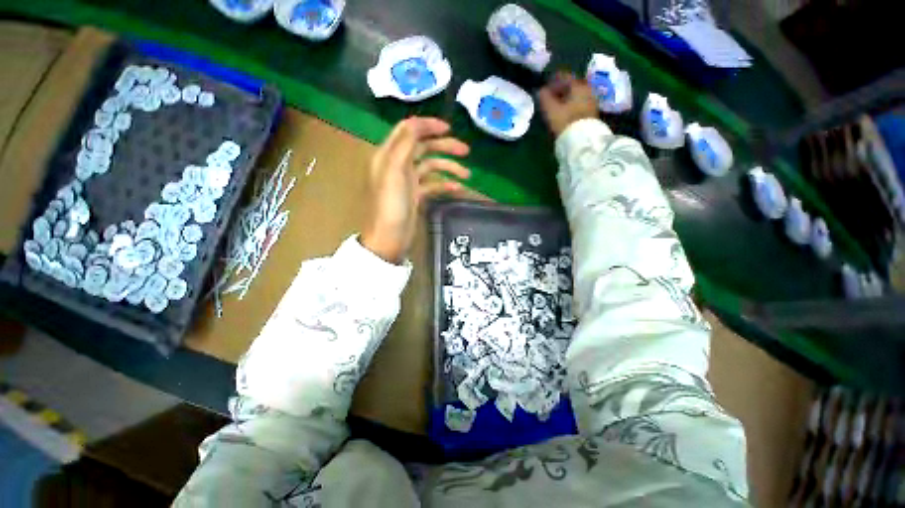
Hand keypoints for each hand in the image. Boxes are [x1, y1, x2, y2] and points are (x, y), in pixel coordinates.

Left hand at [361, 117, 470, 263]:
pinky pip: (433, 184)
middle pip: (423, 147)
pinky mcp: (415, 195)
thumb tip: (417, 123)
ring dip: (449, 168)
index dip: (427, 125)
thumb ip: (405, 144)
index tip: (449, 128)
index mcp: (389, 155)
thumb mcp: (394, 170)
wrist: (389, 238)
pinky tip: (457, 188)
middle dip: (445, 147)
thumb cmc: (390, 205)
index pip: (408, 130)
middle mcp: (398, 164)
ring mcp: (408, 181)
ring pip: (431, 166)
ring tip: (467, 175)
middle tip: (466, 151)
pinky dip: (445, 184)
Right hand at [537, 72, 598, 136]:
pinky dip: (572, 104)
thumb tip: (541, 90)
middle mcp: (587, 89)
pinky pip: (580, 103)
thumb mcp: (551, 109)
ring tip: (556, 106)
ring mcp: (592, 101)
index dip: (553, 80)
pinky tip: (565, 112)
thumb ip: (545, 98)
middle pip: (572, 85)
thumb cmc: (565, 121)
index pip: (565, 76)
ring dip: (566, 98)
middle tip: (550, 97)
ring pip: (576, 94)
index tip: (544, 86)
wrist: (582, 139)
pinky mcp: (592, 113)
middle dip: (561, 89)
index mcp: (578, 85)